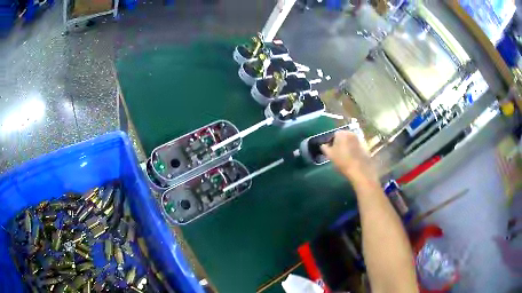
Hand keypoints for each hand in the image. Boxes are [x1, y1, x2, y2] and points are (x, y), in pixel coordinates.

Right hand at [320, 130, 377, 185]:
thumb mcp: (330, 155)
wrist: (360, 169)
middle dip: (339, 143)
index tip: (330, 151)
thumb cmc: (342, 161)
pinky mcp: (365, 146)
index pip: (333, 135)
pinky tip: (352, 159)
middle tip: (337, 154)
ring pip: (350, 142)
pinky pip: (356, 146)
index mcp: (341, 133)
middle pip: (342, 137)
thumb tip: (323, 145)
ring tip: (344, 157)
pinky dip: (353, 150)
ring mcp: (359, 139)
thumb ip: (325, 148)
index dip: (331, 143)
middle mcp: (351, 133)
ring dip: (347, 147)